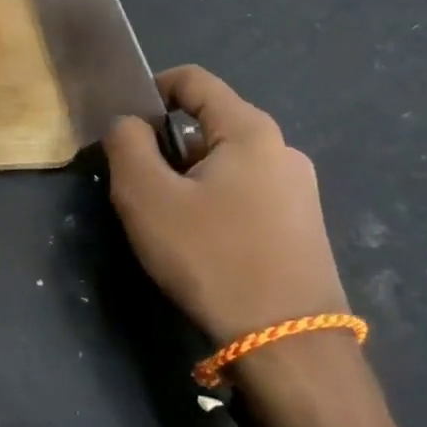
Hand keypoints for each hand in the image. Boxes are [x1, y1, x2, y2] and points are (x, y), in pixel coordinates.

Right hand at [103, 66, 347, 345]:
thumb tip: (128, 125)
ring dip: (188, 178)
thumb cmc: (212, 258)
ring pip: (225, 162)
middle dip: (166, 145)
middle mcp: (282, 149)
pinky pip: (245, 193)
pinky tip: (202, 244)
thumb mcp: (147, 196)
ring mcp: (299, 190)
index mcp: (250, 130)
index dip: (150, 90)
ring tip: (167, 221)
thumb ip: (126, 145)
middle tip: (138, 186)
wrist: (288, 347)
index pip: (192, 79)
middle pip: (208, 123)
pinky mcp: (302, 226)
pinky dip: (214, 202)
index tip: (123, 128)